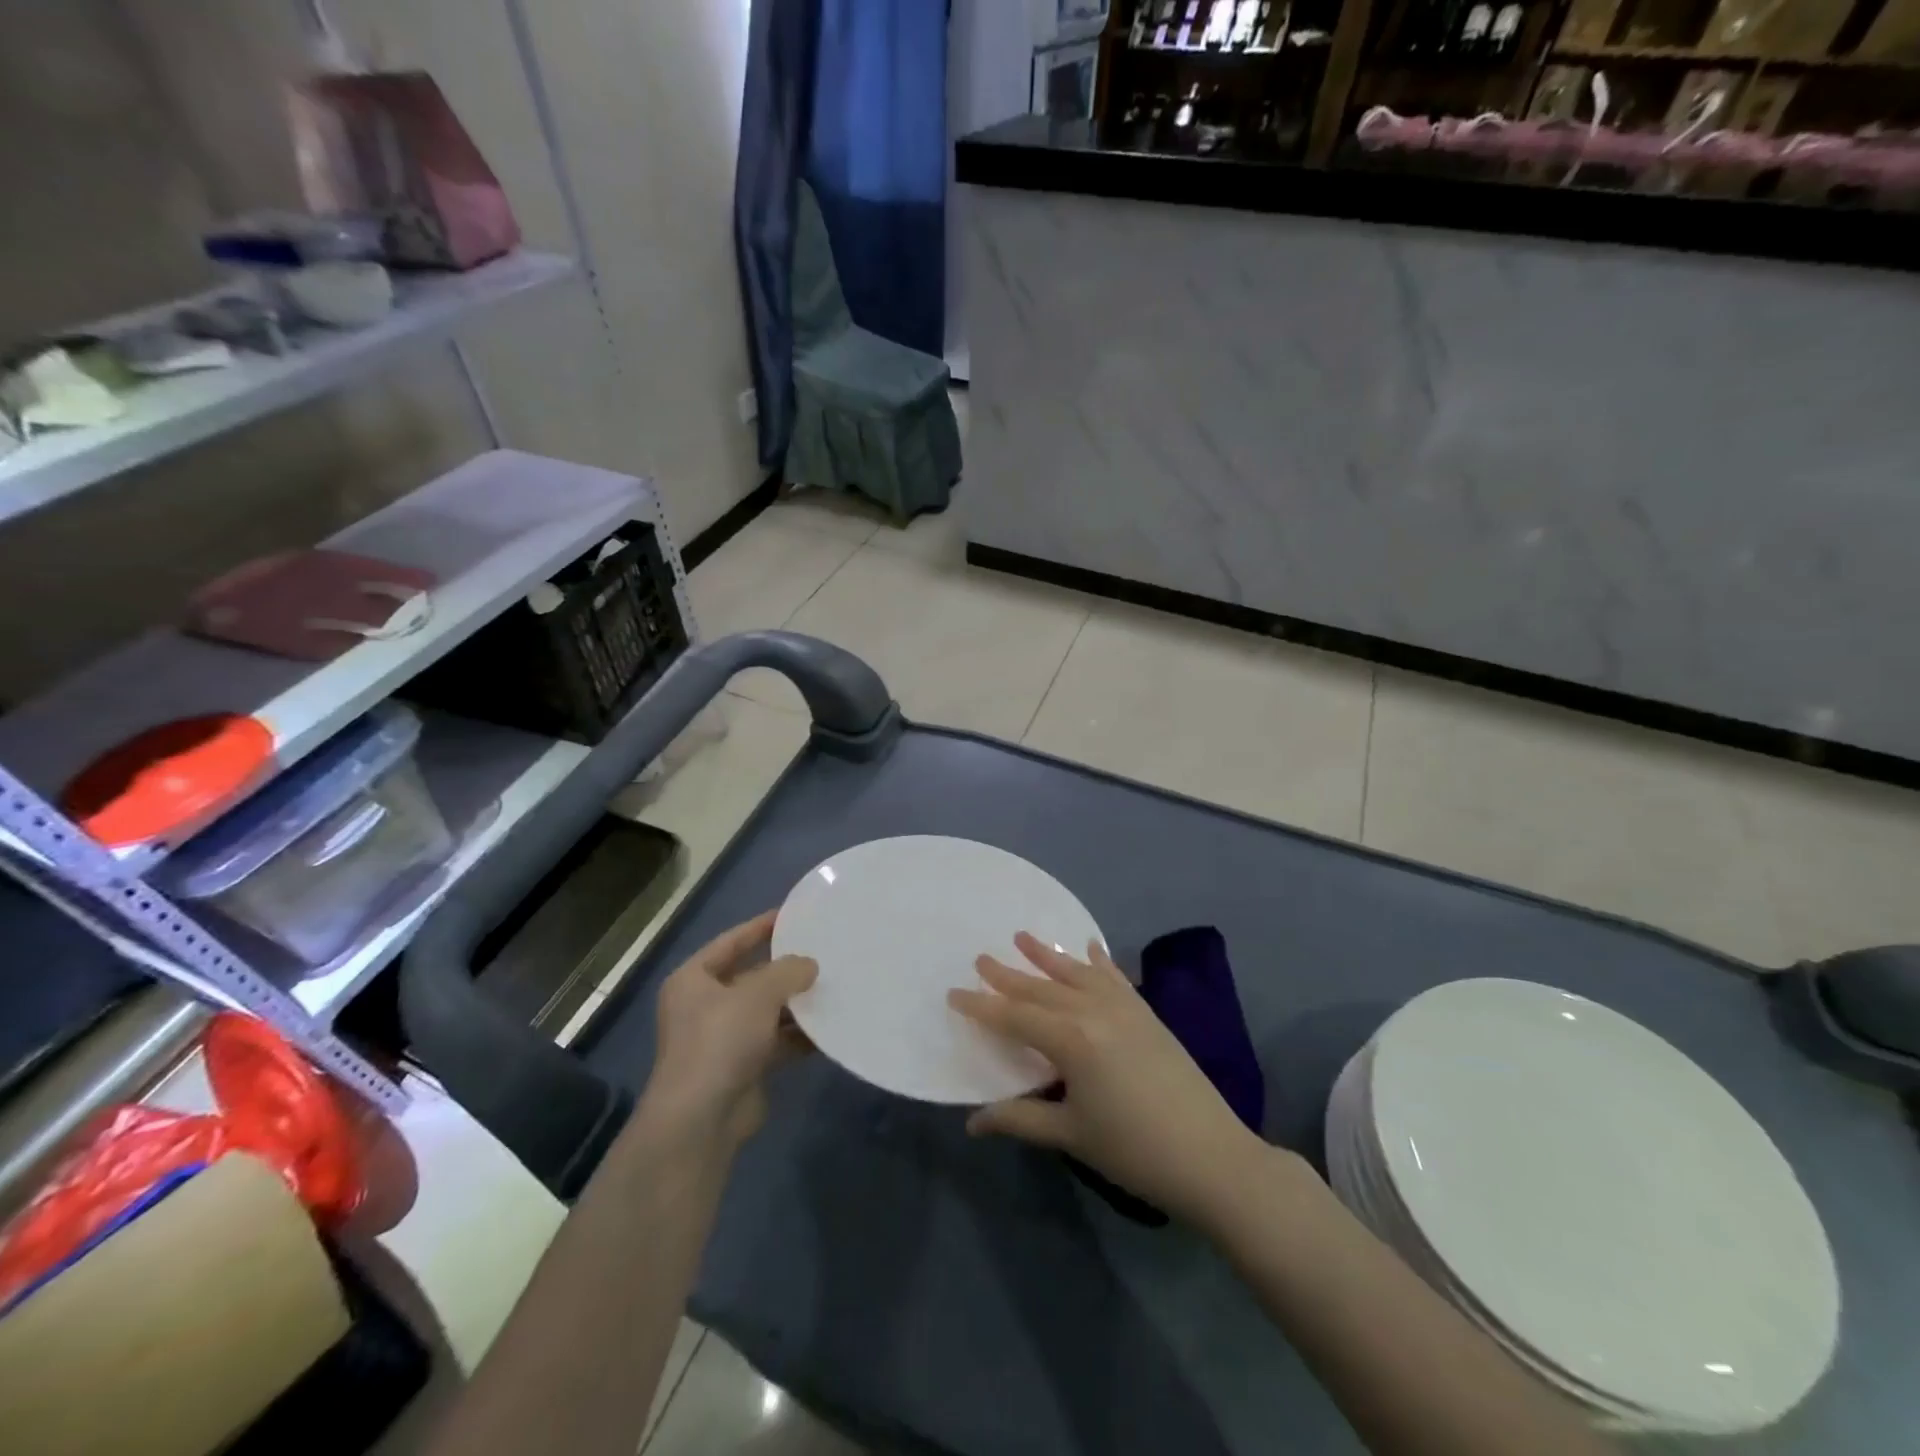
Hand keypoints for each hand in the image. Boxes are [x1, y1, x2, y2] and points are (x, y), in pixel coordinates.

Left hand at [644, 911, 816, 1151]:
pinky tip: (828, 1028)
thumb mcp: (757, 994)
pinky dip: (798, 1035)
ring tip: (832, 986)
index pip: (731, 941)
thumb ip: (787, 971)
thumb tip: (810, 964)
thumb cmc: (720, 1041)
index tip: (793, 914)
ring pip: (766, 1011)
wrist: (701, 1120)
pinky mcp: (742, 1066)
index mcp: (693, 979)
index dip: (760, 927)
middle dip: (784, 968)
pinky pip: (776, 1041)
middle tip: (822, 952)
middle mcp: (704, 1006)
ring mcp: (723, 1038)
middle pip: (750, 976)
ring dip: (795, 1003)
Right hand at [949, 933, 1261, 1226]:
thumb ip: (1019, 1119)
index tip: (953, 993)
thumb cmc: (1133, 1150)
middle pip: (1041, 988)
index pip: (1014, 1016)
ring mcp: (1124, 1007)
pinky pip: (1115, 976)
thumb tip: (972, 1122)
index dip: (981, 1006)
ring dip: (1047, 956)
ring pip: (1075, 973)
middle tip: (980, 958)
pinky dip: (1098, 960)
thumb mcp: (1070, 1134)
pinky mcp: (1146, 1012)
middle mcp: (1093, 1010)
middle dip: (1007, 975)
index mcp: (1070, 1039)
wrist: (1212, 1156)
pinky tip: (1088, 946)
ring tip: (1022, 936)